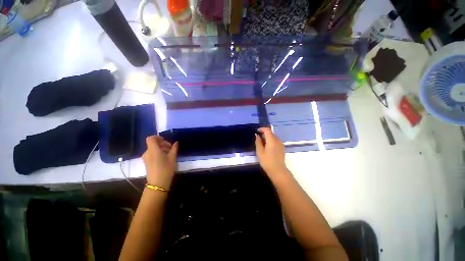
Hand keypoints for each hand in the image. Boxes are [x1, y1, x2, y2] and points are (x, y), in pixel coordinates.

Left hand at [142, 136, 178, 188]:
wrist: (158, 184)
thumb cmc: (166, 169)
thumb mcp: (172, 158)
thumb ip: (174, 148)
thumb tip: (176, 142)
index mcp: (153, 150)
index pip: (151, 138)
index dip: (157, 137)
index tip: (165, 140)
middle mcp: (147, 153)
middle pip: (153, 144)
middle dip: (162, 144)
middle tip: (171, 148)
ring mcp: (146, 158)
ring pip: (153, 149)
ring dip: (161, 148)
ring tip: (169, 153)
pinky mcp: (146, 162)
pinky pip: (152, 154)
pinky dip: (158, 153)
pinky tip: (165, 158)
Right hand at [255, 127, 288, 179]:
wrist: (278, 171)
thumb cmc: (267, 161)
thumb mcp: (260, 152)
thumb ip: (258, 142)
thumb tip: (257, 135)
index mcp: (272, 140)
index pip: (267, 130)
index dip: (262, 129)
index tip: (256, 131)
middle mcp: (278, 140)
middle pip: (271, 132)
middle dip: (264, 133)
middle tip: (258, 137)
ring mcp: (281, 144)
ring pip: (273, 136)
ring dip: (267, 136)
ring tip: (261, 141)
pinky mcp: (282, 148)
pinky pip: (276, 140)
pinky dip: (271, 140)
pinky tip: (267, 145)